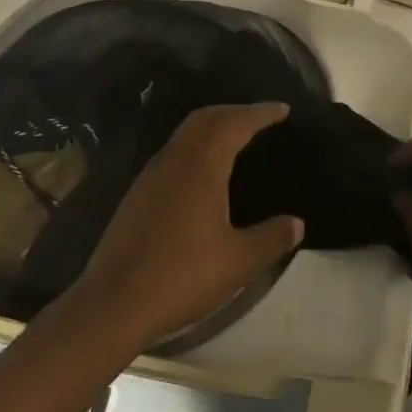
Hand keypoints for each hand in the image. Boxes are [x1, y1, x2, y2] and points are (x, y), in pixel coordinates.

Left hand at [72, 104, 303, 351]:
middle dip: (235, 112)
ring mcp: (151, 176)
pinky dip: (196, 146)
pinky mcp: (137, 194)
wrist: (115, 302)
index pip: (233, 123)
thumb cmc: (182, 276)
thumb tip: (296, 223)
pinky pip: (173, 153)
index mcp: (200, 166)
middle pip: (205, 119)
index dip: (259, 113)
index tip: (282, 109)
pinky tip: (203, 172)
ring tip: (236, 138)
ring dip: (212, 127)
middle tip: (261, 117)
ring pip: (185, 134)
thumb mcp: (238, 262)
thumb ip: (271, 238)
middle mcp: (173, 160)